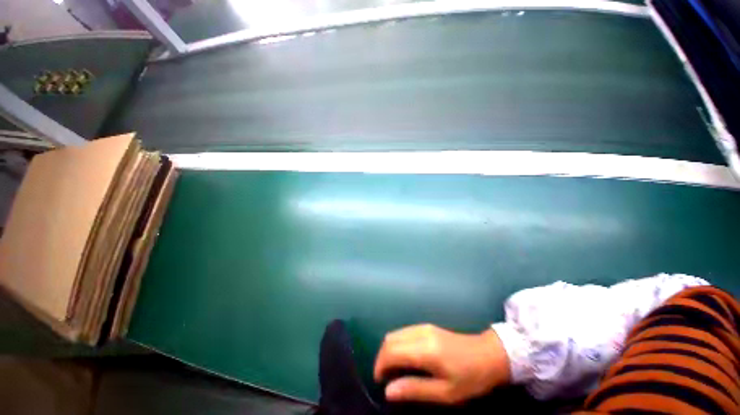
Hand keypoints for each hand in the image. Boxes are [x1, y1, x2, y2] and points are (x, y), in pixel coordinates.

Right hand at [373, 324, 509, 403]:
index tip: (379, 382)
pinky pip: (403, 332)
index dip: (380, 366)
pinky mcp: (426, 326)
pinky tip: (404, 357)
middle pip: (389, 339)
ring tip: (394, 370)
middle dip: (382, 358)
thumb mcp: (445, 392)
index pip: (391, 351)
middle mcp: (419, 333)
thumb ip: (415, 389)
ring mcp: (423, 326)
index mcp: (424, 349)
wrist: (488, 354)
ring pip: (395, 333)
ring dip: (389, 350)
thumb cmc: (469, 378)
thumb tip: (388, 391)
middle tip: (386, 378)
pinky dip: (397, 344)